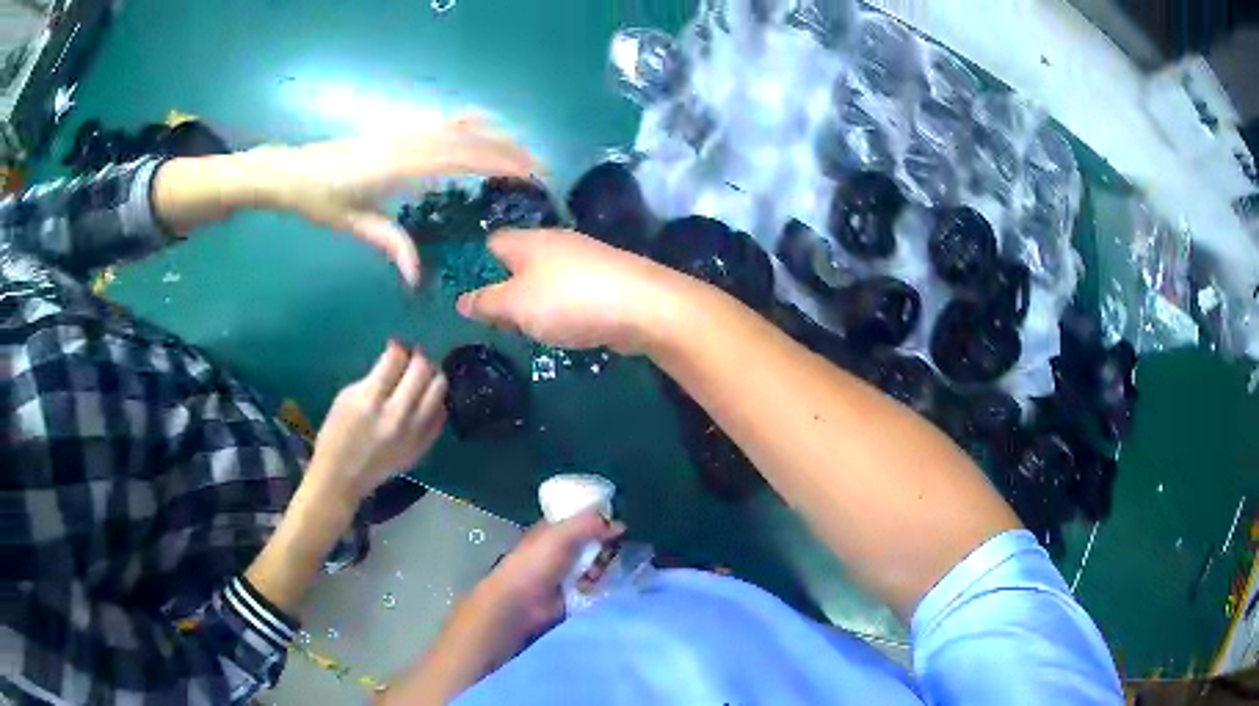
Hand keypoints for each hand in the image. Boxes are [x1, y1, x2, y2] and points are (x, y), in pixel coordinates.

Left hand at [244, 115, 540, 285]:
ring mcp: (405, 129)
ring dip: (495, 134)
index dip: (501, 160)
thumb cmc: (318, 199)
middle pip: (471, 135)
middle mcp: (410, 139)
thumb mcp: (353, 224)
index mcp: (401, 163)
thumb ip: (390, 244)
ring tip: (521, 152)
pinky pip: (444, 119)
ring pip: (462, 123)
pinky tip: (482, 130)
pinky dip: (472, 123)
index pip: (463, 155)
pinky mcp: (399, 128)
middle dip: (510, 148)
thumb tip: (418, 276)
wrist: (291, 169)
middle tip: (539, 168)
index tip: (530, 172)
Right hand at [307, 342, 447, 500]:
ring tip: (423, 375)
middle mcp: (397, 416)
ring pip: (439, 390)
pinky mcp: (423, 446)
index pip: (396, 360)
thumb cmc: (338, 433)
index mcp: (371, 400)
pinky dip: (436, 400)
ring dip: (433, 376)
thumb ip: (375, 376)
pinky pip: (441, 415)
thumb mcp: (347, 396)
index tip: (398, 345)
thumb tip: (397, 356)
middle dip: (419, 357)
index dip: (399, 347)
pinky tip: (425, 398)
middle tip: (413, 357)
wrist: (343, 478)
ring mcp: (414, 433)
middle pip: (422, 372)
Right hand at [456, 229, 681, 353]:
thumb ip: (486, 303)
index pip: (492, 243)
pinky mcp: (606, 279)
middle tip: (496, 320)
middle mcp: (555, 242)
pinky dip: (563, 308)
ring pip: (547, 277)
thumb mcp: (515, 305)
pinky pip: (572, 291)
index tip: (471, 294)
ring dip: (535, 301)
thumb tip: (461, 301)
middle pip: (520, 260)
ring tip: (526, 329)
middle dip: (507, 287)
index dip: (478, 265)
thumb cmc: (567, 300)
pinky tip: (563, 328)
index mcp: (528, 241)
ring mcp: (585, 259)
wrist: (642, 306)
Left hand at [474, 512, 625, 650]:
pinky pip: (597, 585)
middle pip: (596, 542)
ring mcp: (570, 572)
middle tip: (606, 551)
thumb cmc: (535, 564)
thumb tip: (620, 526)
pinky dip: (599, 585)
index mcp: (555, 529)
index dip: (600, 520)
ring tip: (594, 573)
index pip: (584, 519)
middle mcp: (563, 549)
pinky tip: (593, 586)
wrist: (522, 604)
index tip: (615, 526)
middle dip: (605, 546)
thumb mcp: (561, 535)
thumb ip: (590, 525)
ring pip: (599, 563)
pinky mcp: (577, 593)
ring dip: (602, 567)